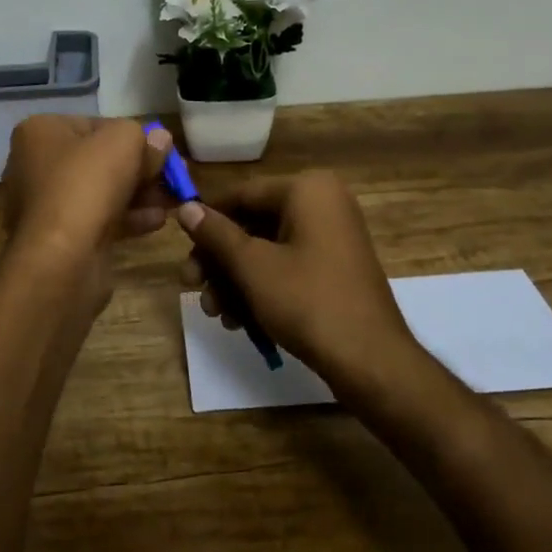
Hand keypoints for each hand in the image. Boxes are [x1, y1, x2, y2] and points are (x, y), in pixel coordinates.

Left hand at [2, 115, 172, 263]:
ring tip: (172, 201)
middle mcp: (34, 165)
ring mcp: (44, 205)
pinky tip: (157, 221)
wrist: (62, 257)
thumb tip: (159, 140)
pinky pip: (98, 220)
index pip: (95, 125)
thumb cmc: (87, 184)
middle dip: (139, 169)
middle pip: (99, 160)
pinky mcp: (58, 238)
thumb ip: (145, 137)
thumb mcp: (124, 141)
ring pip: (101, 192)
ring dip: (139, 194)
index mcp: (39, 132)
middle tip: (172, 178)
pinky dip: (127, 218)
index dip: (132, 136)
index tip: (161, 150)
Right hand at [176, 171, 417, 391]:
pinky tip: (240, 321)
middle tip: (191, 286)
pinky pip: (288, 267)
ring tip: (216, 313)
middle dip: (220, 260)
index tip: (179, 245)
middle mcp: (323, 204)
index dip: (207, 220)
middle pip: (253, 224)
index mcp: (308, 190)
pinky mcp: (335, 269)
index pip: (242, 194)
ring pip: (267, 250)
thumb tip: (185, 207)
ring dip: (236, 280)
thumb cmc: (308, 301)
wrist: (371, 361)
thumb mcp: (252, 266)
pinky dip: (262, 288)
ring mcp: (333, 237)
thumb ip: (215, 234)